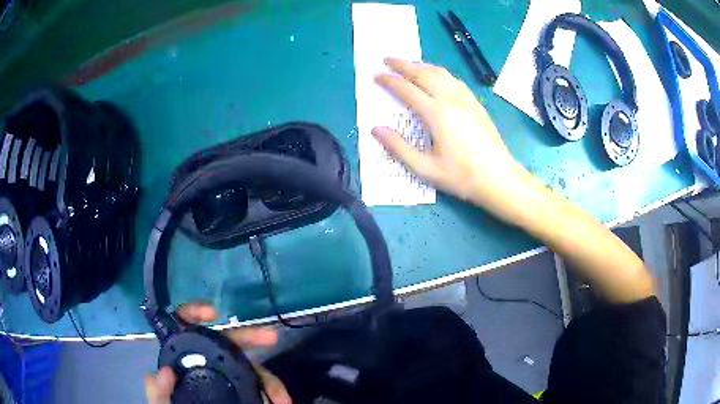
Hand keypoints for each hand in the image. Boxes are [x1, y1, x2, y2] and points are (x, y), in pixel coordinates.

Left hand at [145, 302, 290, 403]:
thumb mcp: (162, 401)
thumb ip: (158, 389)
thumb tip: (166, 371)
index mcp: (182, 356)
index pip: (184, 325)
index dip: (195, 312)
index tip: (213, 313)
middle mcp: (205, 361)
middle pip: (226, 341)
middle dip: (250, 336)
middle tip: (271, 337)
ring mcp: (224, 375)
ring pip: (248, 365)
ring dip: (269, 378)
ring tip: (282, 397)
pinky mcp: (239, 388)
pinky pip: (257, 384)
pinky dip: (271, 390)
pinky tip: (280, 400)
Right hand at [373, 58, 531, 221]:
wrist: (499, 179)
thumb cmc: (462, 176)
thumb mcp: (426, 169)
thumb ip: (399, 148)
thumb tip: (375, 129)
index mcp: (436, 114)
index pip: (407, 89)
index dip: (389, 81)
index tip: (376, 75)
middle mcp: (451, 100)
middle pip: (423, 74)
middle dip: (403, 65)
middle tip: (387, 59)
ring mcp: (466, 100)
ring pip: (441, 73)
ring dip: (422, 65)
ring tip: (409, 63)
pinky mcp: (476, 104)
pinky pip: (455, 80)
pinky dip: (440, 73)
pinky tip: (438, 76)